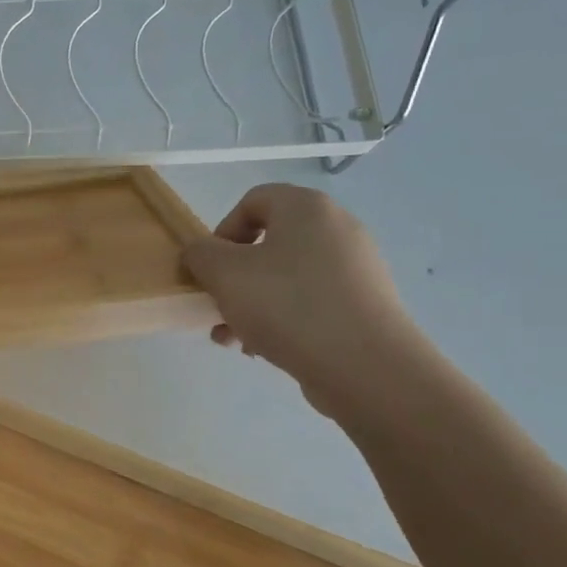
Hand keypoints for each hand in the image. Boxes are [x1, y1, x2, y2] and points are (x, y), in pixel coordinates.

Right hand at [182, 185, 427, 416]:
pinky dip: (281, 319)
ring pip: (285, 277)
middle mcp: (337, 229)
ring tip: (233, 338)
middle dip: (233, 276)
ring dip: (250, 303)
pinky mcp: (363, 304)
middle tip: (217, 305)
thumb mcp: (224, 274)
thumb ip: (200, 254)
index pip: (253, 200)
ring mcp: (355, 268)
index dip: (221, 230)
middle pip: (268, 243)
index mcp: (307, 209)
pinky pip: (309, 302)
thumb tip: (201, 252)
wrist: (366, 366)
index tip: (210, 268)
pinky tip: (263, 349)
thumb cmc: (287, 306)